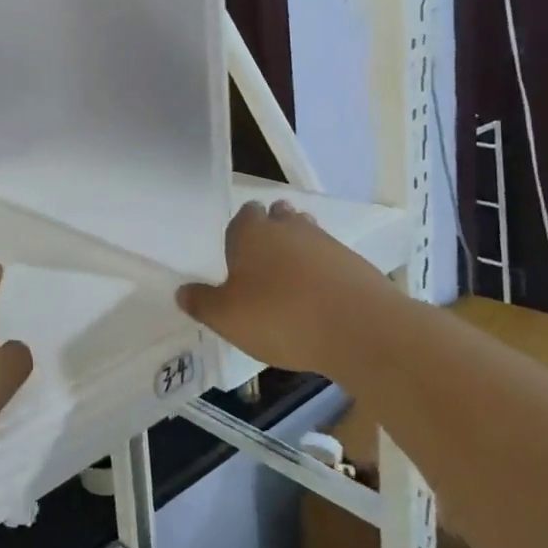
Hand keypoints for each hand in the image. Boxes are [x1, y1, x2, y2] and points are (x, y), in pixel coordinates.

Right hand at [177, 199, 398, 378]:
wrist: (364, 332)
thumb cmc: (281, 317)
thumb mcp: (226, 317)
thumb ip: (201, 303)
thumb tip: (182, 291)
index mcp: (252, 232)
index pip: (242, 215)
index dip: (239, 229)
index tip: (235, 249)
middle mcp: (289, 228)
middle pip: (279, 218)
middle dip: (272, 231)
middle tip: (264, 258)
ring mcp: (328, 244)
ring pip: (308, 236)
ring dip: (300, 250)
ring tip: (292, 278)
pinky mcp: (359, 267)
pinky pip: (334, 262)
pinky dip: (326, 274)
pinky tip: (322, 299)